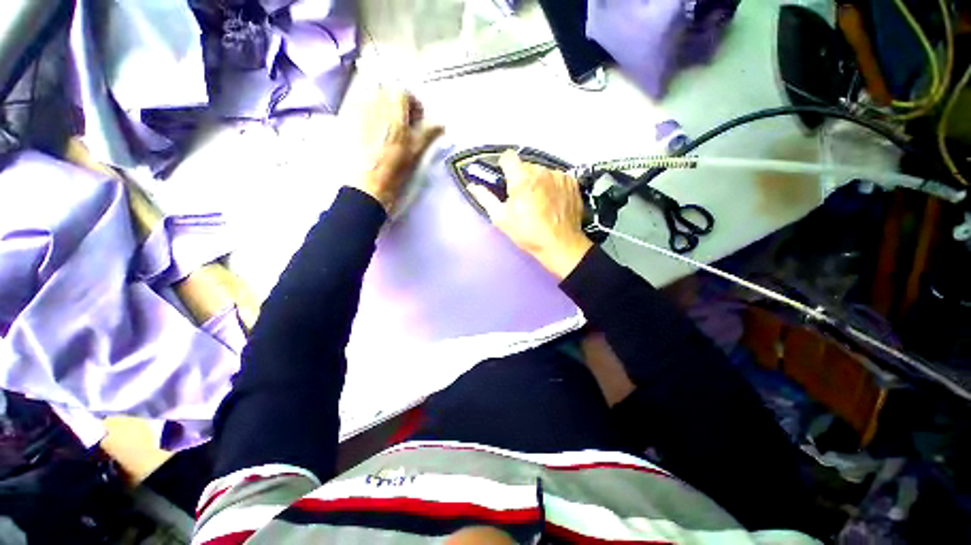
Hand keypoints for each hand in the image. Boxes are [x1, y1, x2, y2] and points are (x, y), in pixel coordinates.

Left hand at [353, 87, 443, 211]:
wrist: (365, 186)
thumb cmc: (393, 171)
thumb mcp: (414, 153)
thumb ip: (428, 134)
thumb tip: (441, 123)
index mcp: (393, 112)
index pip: (402, 91)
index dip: (412, 103)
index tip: (417, 118)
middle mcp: (372, 104)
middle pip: (385, 89)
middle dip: (395, 101)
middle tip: (402, 120)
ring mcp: (355, 110)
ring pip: (369, 94)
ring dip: (380, 103)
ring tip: (386, 125)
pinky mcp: (344, 118)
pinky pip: (354, 102)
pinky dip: (365, 109)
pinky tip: (370, 128)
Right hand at [469, 151, 592, 278]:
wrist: (560, 245)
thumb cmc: (527, 233)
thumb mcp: (501, 218)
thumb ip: (485, 198)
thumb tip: (472, 185)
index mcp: (521, 179)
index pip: (508, 157)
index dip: (504, 166)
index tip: (504, 178)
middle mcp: (541, 171)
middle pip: (526, 165)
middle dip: (521, 177)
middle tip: (522, 197)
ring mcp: (559, 176)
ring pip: (542, 171)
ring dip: (537, 181)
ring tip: (539, 201)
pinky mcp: (572, 182)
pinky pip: (556, 178)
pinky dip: (552, 186)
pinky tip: (552, 201)